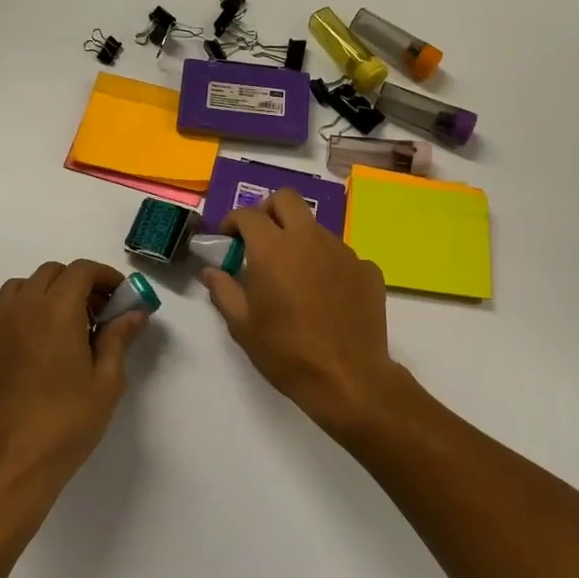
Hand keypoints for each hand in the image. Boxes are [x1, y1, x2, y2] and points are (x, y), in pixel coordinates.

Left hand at [0, 259, 144, 509]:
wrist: (8, 467)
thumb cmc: (65, 424)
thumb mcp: (106, 382)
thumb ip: (118, 339)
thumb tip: (134, 312)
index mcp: (56, 311)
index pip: (81, 271)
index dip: (106, 276)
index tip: (122, 297)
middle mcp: (24, 309)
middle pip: (53, 273)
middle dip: (80, 283)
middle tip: (101, 312)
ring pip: (25, 286)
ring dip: (50, 291)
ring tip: (70, 324)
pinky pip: (8, 309)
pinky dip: (29, 309)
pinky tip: (44, 343)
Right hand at [199, 190, 415, 438]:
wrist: (348, 378)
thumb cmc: (287, 353)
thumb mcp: (243, 326)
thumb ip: (223, 291)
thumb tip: (211, 270)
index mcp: (274, 248)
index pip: (248, 214)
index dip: (233, 221)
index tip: (228, 238)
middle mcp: (310, 238)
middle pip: (287, 199)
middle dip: (268, 210)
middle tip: (260, 238)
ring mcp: (343, 251)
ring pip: (315, 227)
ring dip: (299, 238)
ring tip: (294, 275)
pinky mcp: (367, 269)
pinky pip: (341, 255)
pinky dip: (327, 264)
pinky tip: (325, 295)